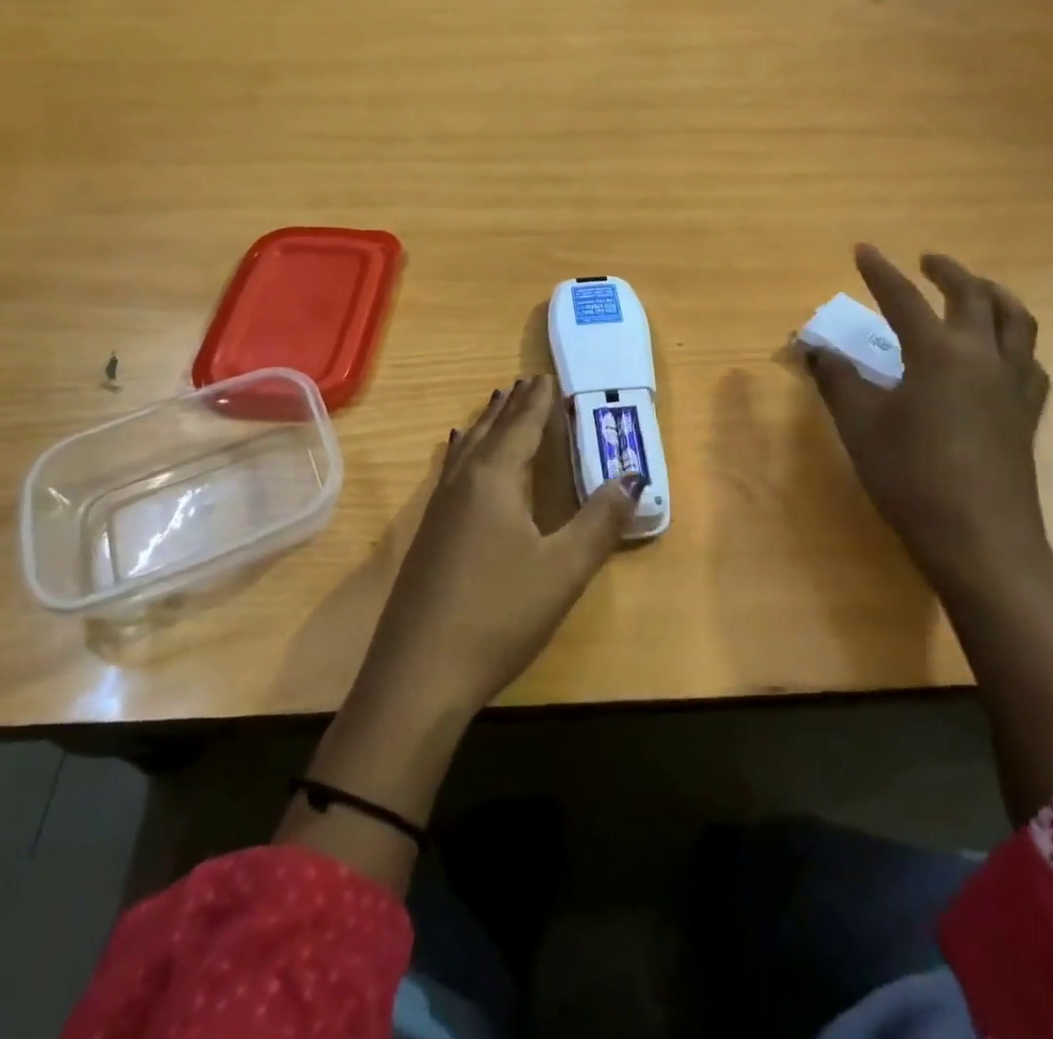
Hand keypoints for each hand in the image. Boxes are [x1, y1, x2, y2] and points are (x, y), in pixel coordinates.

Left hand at [354, 375, 645, 715]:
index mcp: (493, 480)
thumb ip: (600, 521)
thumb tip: (633, 477)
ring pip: (466, 450)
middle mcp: (462, 484)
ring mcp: (438, 510)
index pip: (521, 428)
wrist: (419, 674)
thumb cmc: (499, 614)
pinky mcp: (428, 536)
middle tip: (527, 382)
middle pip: (490, 432)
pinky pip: (452, 472)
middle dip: (511, 406)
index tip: (547, 377)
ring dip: (486, 426)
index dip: (538, 403)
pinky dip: (466, 453)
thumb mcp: (563, 569)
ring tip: (496, 406)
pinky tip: (461, 462)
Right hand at [809, 245, 1051, 585]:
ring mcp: (1013, 385)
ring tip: (976, 290)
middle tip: (927, 261)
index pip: (904, 299)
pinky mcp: (1027, 414)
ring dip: (993, 295)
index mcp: (938, 353)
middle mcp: (983, 357)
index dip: (880, 272)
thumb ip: (836, 379)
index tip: (863, 250)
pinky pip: (1029, 359)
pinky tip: (1001, 353)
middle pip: (974, 297)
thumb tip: (814, 348)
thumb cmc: (910, 477)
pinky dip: (1013, 340)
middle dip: (948, 272)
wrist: (980, 538)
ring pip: (1016, 321)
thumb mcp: (859, 425)